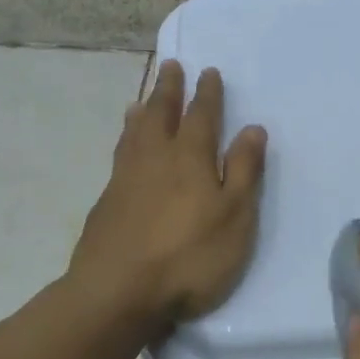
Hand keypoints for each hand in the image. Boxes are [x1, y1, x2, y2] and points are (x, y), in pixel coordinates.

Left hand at [68, 61, 266, 328]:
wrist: (117, 292)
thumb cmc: (189, 256)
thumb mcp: (234, 216)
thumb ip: (243, 171)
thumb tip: (253, 128)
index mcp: (190, 158)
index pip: (201, 115)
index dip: (207, 93)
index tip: (208, 71)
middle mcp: (155, 158)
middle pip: (161, 114)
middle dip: (169, 90)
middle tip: (171, 66)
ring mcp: (125, 179)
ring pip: (135, 133)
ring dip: (142, 112)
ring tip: (141, 100)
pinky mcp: (106, 203)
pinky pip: (119, 155)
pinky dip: (124, 140)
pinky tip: (124, 148)